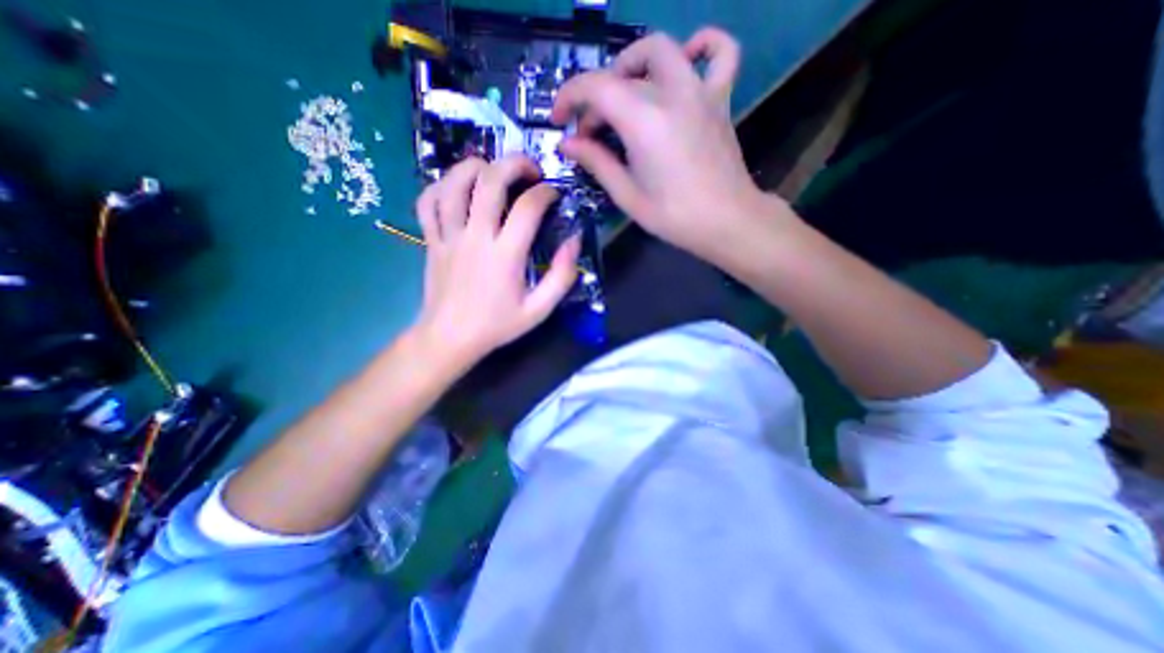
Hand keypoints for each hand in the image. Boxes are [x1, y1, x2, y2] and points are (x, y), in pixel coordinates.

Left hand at [407, 152, 581, 367]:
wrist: (450, 338)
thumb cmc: (497, 325)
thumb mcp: (539, 310)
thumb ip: (561, 276)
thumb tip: (574, 241)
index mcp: (505, 255)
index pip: (528, 207)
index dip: (546, 193)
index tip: (554, 195)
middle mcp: (476, 237)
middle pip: (490, 181)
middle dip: (514, 164)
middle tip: (529, 170)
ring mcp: (448, 236)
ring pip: (454, 183)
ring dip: (475, 166)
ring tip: (493, 170)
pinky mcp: (431, 240)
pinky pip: (427, 202)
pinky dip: (440, 186)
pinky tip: (456, 188)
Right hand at [551, 25, 790, 267]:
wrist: (726, 221)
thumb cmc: (674, 216)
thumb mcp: (627, 196)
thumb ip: (597, 163)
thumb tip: (568, 144)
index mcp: (644, 121)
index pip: (595, 88)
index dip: (569, 98)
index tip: (559, 120)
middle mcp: (671, 94)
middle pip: (622, 72)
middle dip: (597, 94)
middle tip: (593, 127)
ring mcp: (700, 92)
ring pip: (662, 50)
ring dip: (634, 64)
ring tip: (624, 93)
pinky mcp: (720, 99)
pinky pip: (721, 53)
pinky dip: (703, 45)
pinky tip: (687, 58)